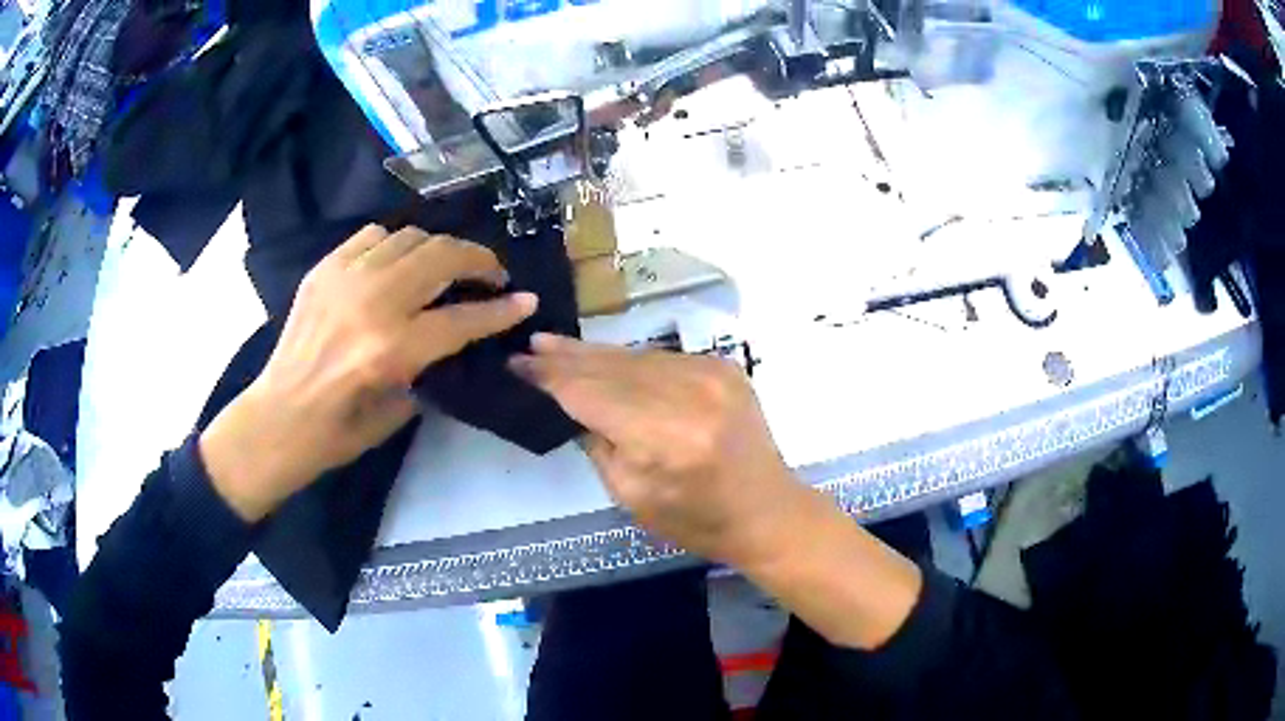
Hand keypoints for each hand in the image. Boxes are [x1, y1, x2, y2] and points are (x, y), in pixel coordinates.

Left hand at [201, 225, 537, 521]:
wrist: (278, 418)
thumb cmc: (338, 433)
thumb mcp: (398, 411)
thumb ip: (431, 366)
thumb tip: (456, 335)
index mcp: (391, 350)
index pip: (462, 318)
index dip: (501, 309)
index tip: (526, 300)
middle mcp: (372, 303)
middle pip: (442, 258)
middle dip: (479, 260)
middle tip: (491, 275)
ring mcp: (344, 279)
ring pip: (410, 237)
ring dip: (439, 248)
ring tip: (446, 266)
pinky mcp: (324, 269)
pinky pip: (372, 236)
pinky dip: (396, 244)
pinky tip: (399, 262)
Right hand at [513, 334, 921, 649]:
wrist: (767, 510)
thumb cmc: (696, 520)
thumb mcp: (631, 496)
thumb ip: (597, 443)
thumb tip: (568, 403)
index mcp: (666, 438)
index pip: (591, 394)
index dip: (550, 378)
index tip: (516, 365)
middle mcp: (691, 394)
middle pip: (612, 367)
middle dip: (566, 357)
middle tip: (529, 347)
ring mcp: (712, 374)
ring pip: (635, 356)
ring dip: (594, 354)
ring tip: (554, 346)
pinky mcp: (724, 366)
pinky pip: (661, 358)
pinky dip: (629, 361)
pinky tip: (603, 359)